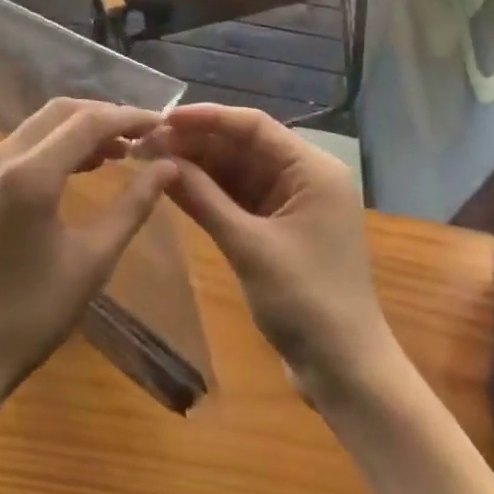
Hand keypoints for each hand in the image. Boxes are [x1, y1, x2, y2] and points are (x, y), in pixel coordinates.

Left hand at [0, 97, 176, 408]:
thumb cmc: (33, 314)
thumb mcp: (93, 260)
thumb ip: (133, 205)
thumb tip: (169, 167)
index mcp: (30, 174)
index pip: (88, 122)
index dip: (129, 118)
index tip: (163, 124)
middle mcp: (3, 155)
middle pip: (63, 111)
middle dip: (106, 116)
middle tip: (145, 135)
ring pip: (44, 122)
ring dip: (83, 126)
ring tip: (124, 149)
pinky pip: (28, 141)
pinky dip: (60, 142)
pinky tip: (87, 164)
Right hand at [157, 104, 397, 405]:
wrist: (346, 376)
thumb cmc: (306, 303)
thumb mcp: (250, 247)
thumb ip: (205, 198)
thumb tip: (162, 159)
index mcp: (312, 169)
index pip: (254, 126)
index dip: (207, 117)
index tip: (163, 118)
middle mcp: (303, 177)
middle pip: (242, 145)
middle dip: (196, 142)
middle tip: (147, 142)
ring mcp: (290, 203)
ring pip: (236, 170)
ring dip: (196, 165)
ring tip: (149, 158)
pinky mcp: (277, 228)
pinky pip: (237, 197)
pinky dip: (207, 192)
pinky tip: (170, 184)